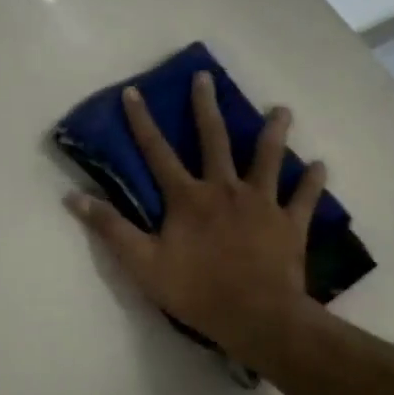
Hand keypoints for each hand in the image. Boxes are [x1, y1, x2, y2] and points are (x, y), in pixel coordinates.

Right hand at [64, 70, 327, 367]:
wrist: (257, 317)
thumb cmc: (196, 290)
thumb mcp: (142, 263)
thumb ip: (110, 228)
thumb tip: (73, 197)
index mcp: (188, 197)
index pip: (157, 151)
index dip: (142, 122)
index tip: (134, 92)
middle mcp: (225, 189)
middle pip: (215, 140)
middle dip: (206, 107)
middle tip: (206, 77)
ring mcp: (261, 203)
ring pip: (268, 158)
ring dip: (274, 132)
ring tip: (282, 110)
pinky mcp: (289, 223)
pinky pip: (303, 197)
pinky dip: (312, 182)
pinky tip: (320, 166)